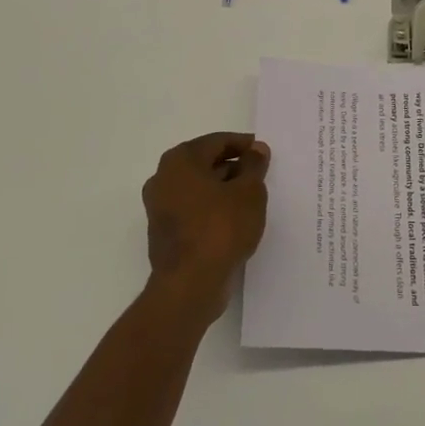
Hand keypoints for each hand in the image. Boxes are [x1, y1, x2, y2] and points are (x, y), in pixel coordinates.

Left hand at [141, 132, 270, 322]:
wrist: (190, 284)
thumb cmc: (221, 228)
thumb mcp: (249, 192)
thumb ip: (254, 166)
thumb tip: (256, 149)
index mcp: (180, 160)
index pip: (217, 141)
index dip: (243, 144)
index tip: (264, 152)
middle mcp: (163, 178)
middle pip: (204, 163)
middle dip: (233, 166)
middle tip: (260, 174)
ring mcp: (160, 207)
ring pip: (198, 188)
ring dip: (223, 189)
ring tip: (252, 198)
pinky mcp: (164, 232)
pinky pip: (193, 210)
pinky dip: (212, 209)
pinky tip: (235, 220)